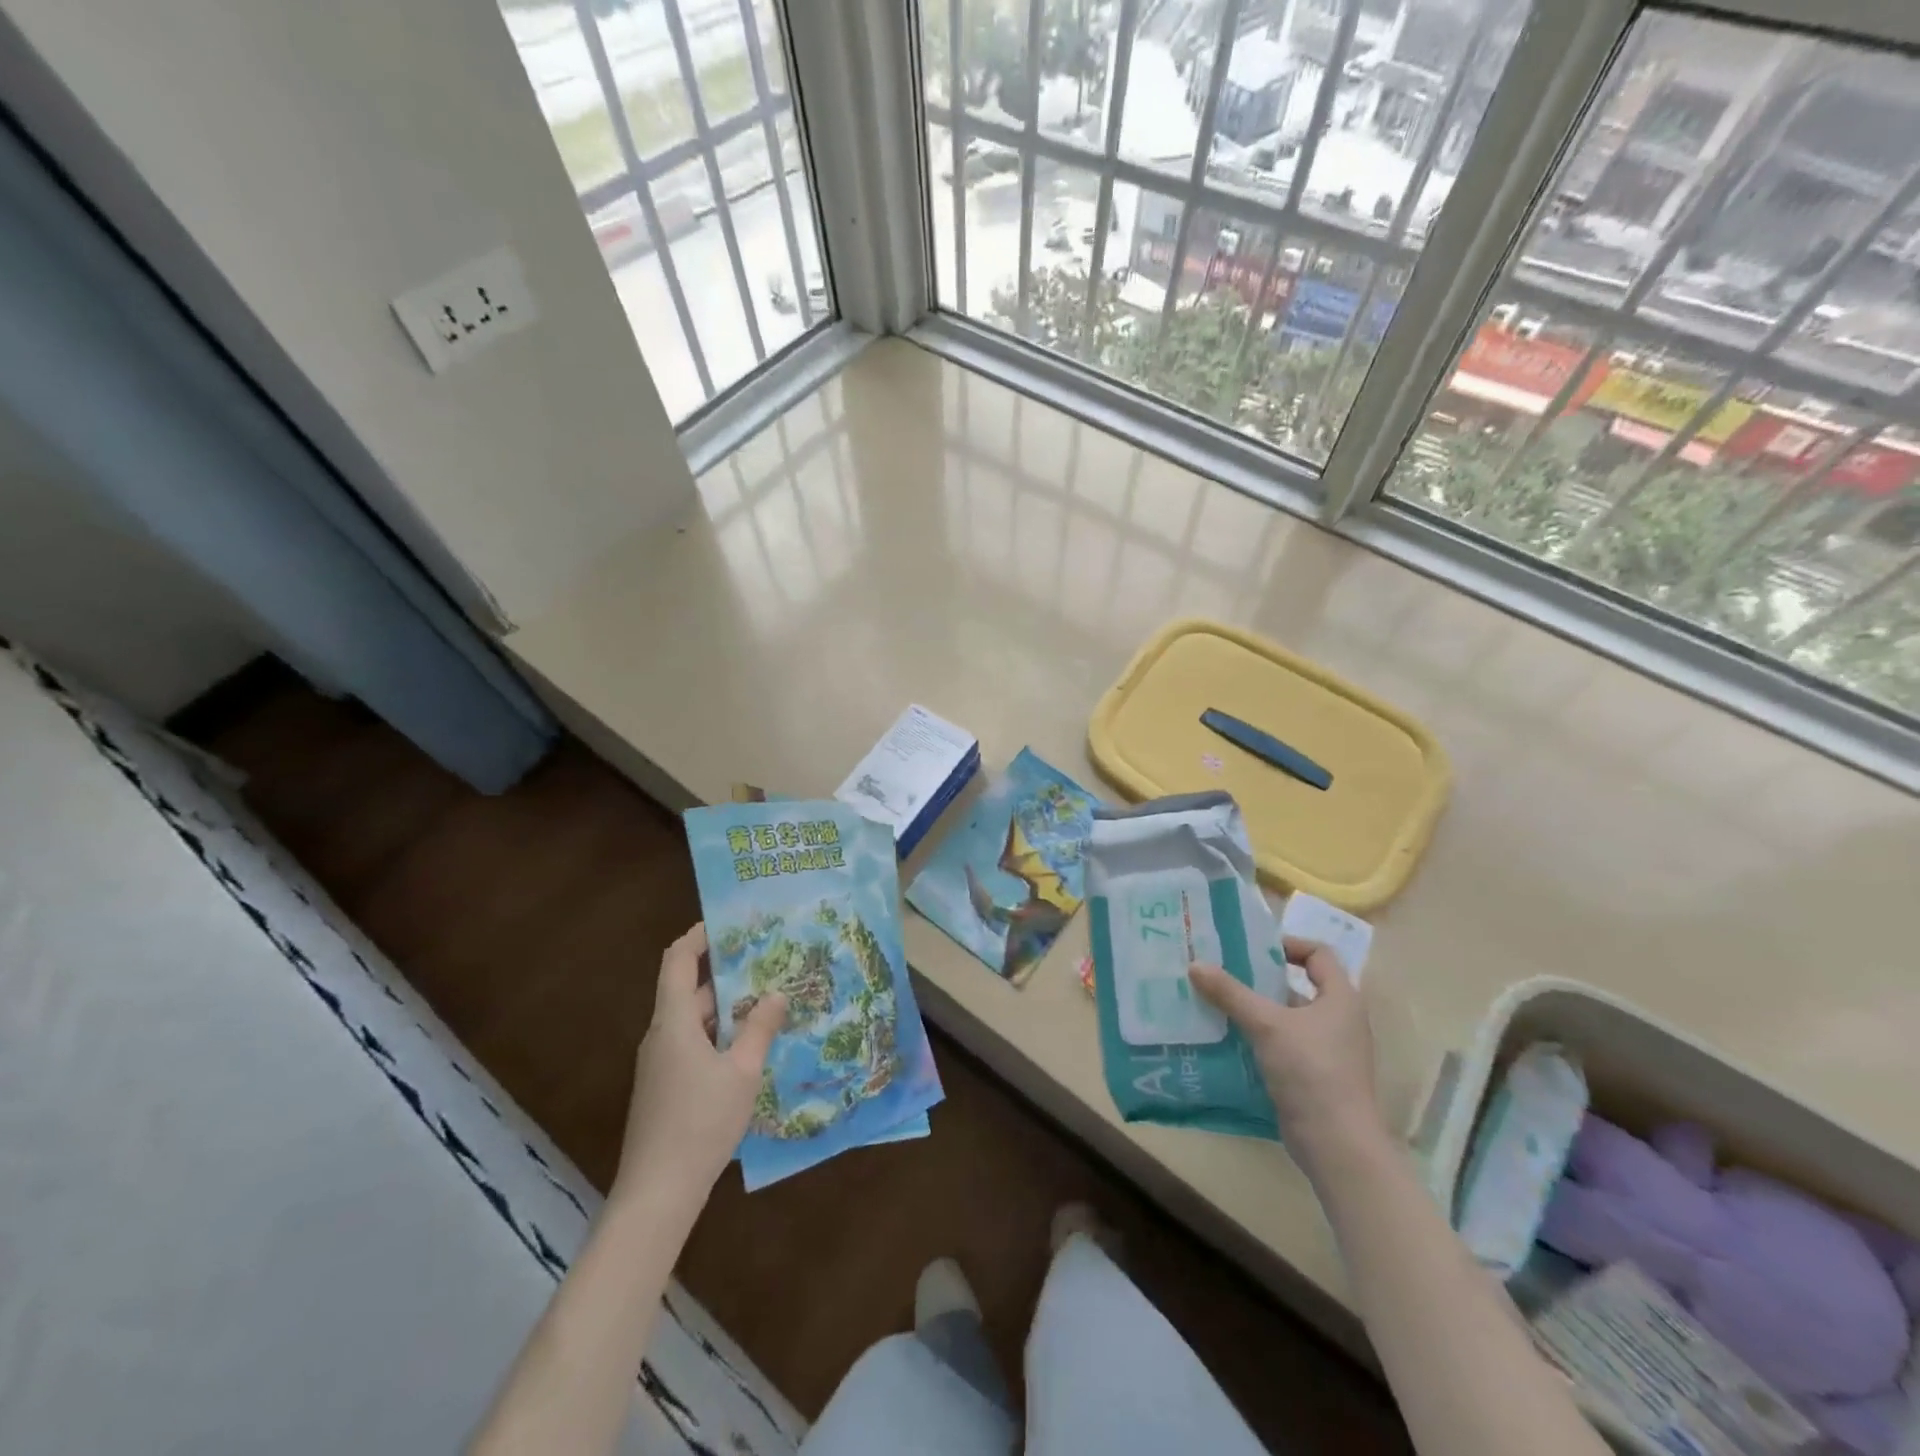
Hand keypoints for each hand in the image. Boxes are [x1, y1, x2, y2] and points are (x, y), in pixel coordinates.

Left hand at [613, 924, 786, 1209]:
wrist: (656, 1194)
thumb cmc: (700, 1123)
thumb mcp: (743, 1072)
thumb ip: (760, 1029)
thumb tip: (777, 994)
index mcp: (673, 1022)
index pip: (677, 960)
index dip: (698, 936)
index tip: (728, 923)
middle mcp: (660, 1035)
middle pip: (688, 990)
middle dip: (726, 975)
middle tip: (767, 964)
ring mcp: (659, 1064)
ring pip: (693, 1020)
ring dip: (726, 1009)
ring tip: (768, 1002)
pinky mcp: (663, 1088)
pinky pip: (692, 1045)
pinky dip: (718, 1035)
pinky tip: (749, 1048)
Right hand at [1190, 939, 1383, 1168]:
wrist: (1337, 1144)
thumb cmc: (1311, 1071)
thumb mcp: (1266, 1025)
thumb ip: (1230, 993)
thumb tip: (1194, 964)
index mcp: (1341, 998)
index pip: (1319, 954)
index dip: (1288, 944)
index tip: (1252, 948)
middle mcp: (1339, 1020)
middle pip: (1298, 985)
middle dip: (1260, 978)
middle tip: (1223, 971)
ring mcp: (1327, 1050)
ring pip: (1286, 1017)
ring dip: (1255, 1009)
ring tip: (1215, 1001)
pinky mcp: (1313, 1075)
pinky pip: (1282, 1044)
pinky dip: (1257, 1037)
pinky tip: (1226, 1038)